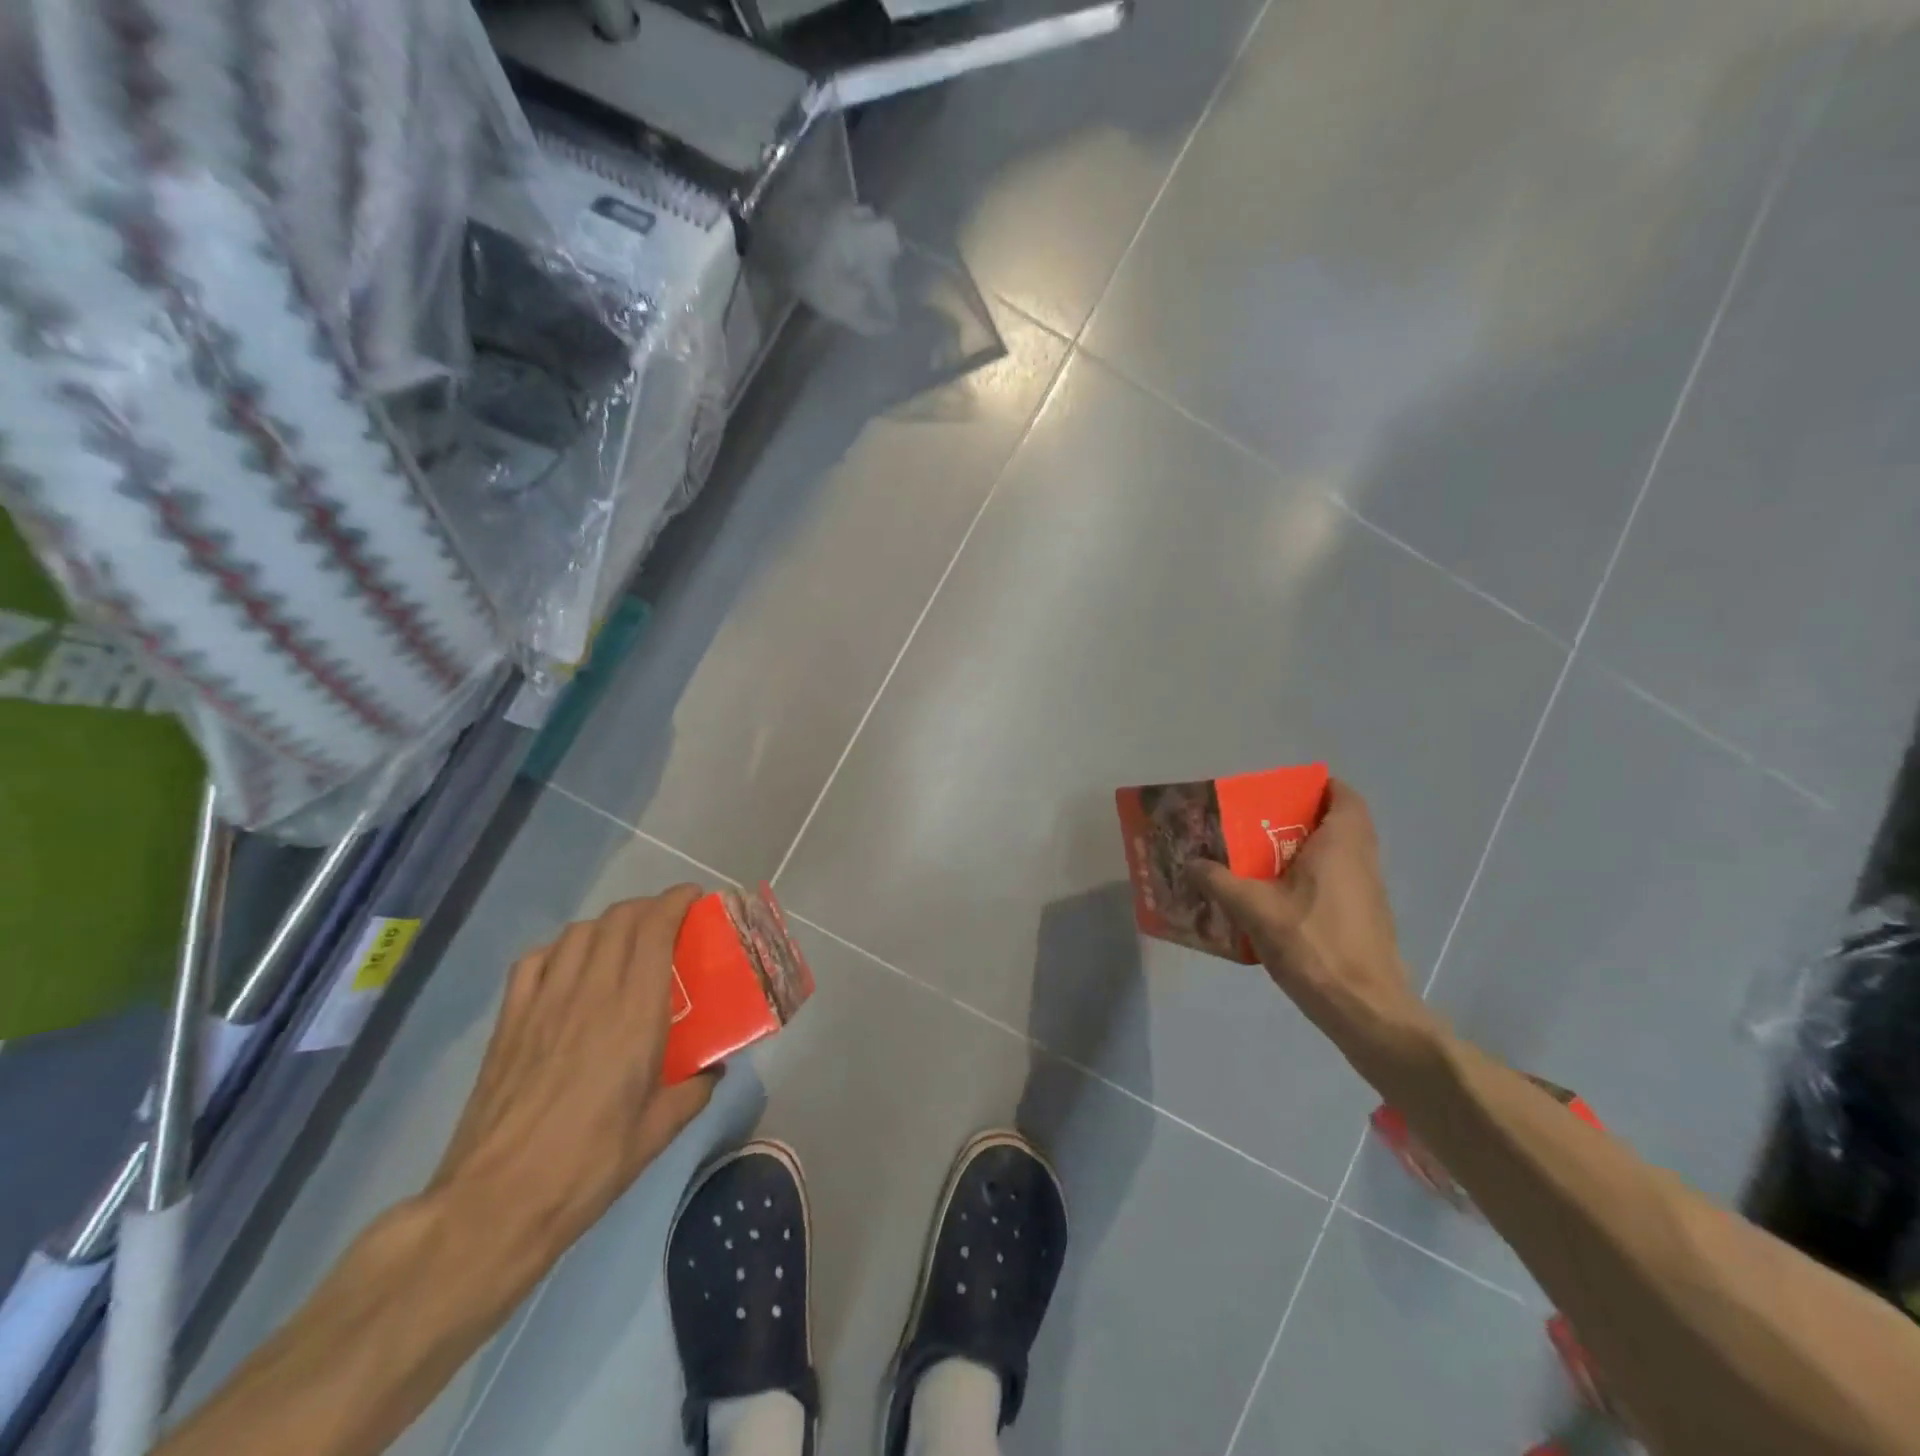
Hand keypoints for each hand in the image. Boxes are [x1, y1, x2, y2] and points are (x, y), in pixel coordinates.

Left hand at [429, 888, 716, 1263]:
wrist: (497, 1201)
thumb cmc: (590, 1164)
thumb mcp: (659, 1130)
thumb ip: (694, 1089)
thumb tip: (712, 1070)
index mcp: (634, 1012)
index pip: (654, 928)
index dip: (675, 901)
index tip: (695, 900)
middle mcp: (590, 992)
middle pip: (618, 919)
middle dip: (648, 907)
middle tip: (668, 923)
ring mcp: (543, 1002)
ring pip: (578, 932)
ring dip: (608, 925)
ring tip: (623, 943)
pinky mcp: (509, 1021)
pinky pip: (535, 960)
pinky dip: (559, 949)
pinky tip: (568, 968)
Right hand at [1188, 780, 1436, 1078]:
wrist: (1365, 1009)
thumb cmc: (1314, 945)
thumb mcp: (1255, 910)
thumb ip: (1220, 881)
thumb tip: (1190, 862)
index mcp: (1342, 845)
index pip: (1344, 796)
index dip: (1319, 786)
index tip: (1283, 791)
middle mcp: (1361, 860)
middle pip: (1339, 823)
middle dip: (1301, 818)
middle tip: (1258, 823)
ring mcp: (1367, 892)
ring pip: (1339, 854)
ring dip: (1305, 850)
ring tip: (1259, 858)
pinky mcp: (1364, 919)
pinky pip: (1338, 881)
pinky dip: (1312, 878)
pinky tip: (1278, 898)